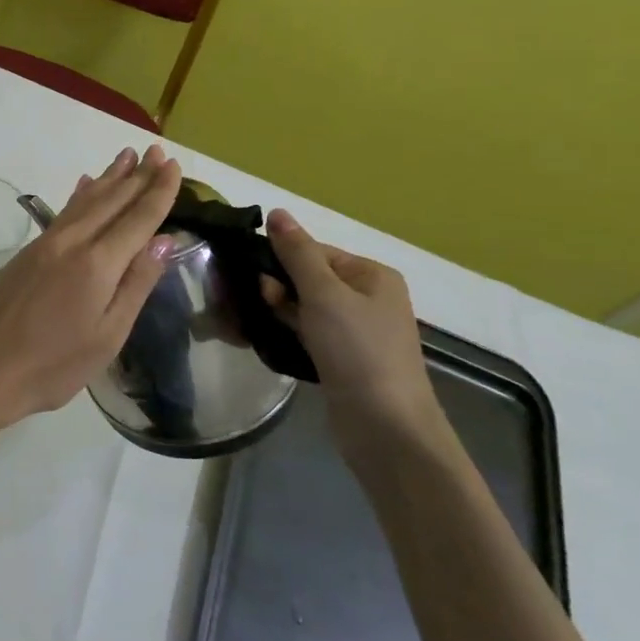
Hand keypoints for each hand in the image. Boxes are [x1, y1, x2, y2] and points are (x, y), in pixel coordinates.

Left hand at [0, 145, 181, 432]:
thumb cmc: (54, 365)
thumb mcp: (108, 335)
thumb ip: (136, 284)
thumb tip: (163, 239)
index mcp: (98, 264)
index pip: (137, 218)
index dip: (158, 192)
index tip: (174, 167)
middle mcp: (72, 242)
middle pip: (112, 200)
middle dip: (137, 176)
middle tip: (157, 151)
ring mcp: (47, 243)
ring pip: (85, 200)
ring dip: (109, 177)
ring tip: (127, 156)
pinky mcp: (29, 251)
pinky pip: (64, 211)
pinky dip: (80, 194)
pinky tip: (85, 183)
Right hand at [261, 209, 446, 463]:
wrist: (386, 428)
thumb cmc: (357, 351)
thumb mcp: (324, 294)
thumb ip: (297, 253)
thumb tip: (277, 212)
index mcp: (372, 275)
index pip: (315, 251)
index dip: (282, 261)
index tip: (255, 279)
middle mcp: (369, 299)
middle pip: (309, 278)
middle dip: (278, 287)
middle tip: (256, 303)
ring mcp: (358, 332)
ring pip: (306, 308)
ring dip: (280, 312)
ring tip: (254, 323)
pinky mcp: (344, 360)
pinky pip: (309, 334)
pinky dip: (289, 334)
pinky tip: (269, 340)